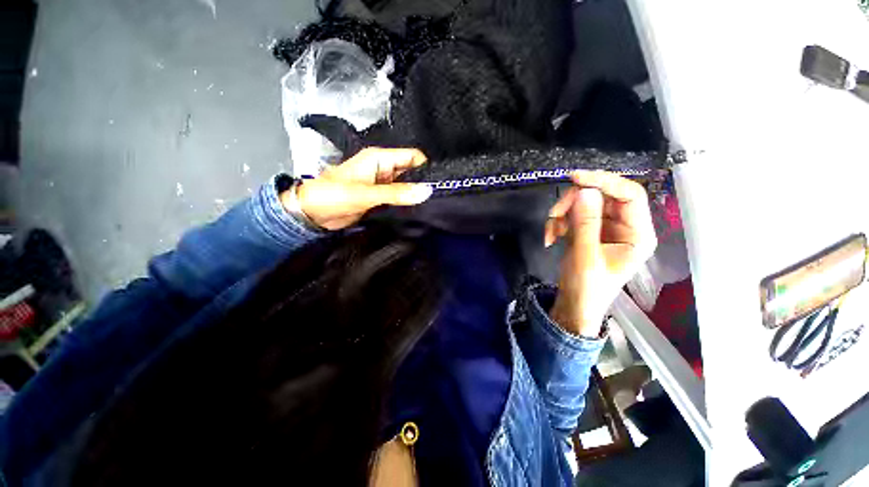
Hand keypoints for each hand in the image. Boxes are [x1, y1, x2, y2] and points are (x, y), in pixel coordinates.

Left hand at [287, 147, 432, 230]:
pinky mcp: (380, 199)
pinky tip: (415, 212)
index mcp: (379, 159)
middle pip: (411, 172)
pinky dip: (406, 204)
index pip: (412, 157)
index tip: (437, 184)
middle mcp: (383, 169)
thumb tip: (426, 191)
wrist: (311, 214)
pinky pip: (398, 198)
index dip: (425, 168)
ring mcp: (382, 185)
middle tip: (434, 199)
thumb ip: (397, 193)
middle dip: (422, 183)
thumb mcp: (367, 194)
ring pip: (406, 186)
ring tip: (428, 207)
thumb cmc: (332, 196)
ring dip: (414, 195)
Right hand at [545, 171, 657, 336]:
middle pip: (602, 196)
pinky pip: (572, 214)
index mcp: (638, 234)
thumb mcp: (585, 256)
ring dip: (561, 214)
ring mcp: (605, 227)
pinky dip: (558, 222)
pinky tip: (551, 237)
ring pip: (583, 203)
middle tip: (554, 216)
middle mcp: (625, 226)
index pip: (629, 194)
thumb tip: (585, 190)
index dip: (604, 181)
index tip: (575, 178)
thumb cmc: (587, 288)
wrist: (574, 305)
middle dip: (573, 203)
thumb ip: (585, 223)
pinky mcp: (588, 230)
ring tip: (550, 233)